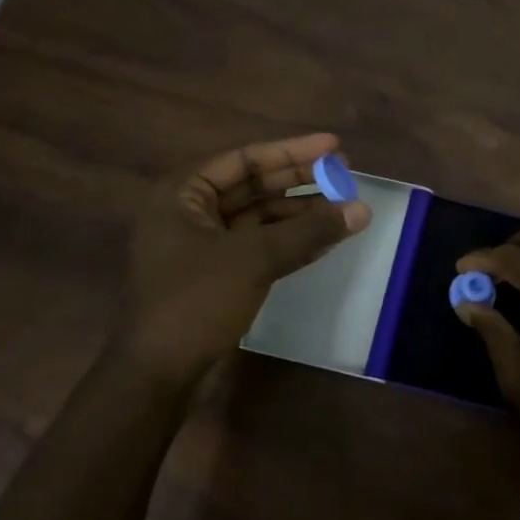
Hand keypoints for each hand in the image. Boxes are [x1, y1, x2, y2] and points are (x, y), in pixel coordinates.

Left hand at [116, 133, 370, 388]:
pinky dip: (290, 243)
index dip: (292, 152)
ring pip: (260, 219)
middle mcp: (190, 212)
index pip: (245, 159)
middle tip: (344, 176)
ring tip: (344, 210)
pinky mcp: (217, 276)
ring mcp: (203, 246)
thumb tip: (362, 209)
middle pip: (254, 186)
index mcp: (183, 193)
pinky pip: (259, 247)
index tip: (334, 147)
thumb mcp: (254, 258)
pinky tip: (325, 241)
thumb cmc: (196, 301)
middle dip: (300, 182)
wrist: (158, 372)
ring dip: (300, 215)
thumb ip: (308, 230)